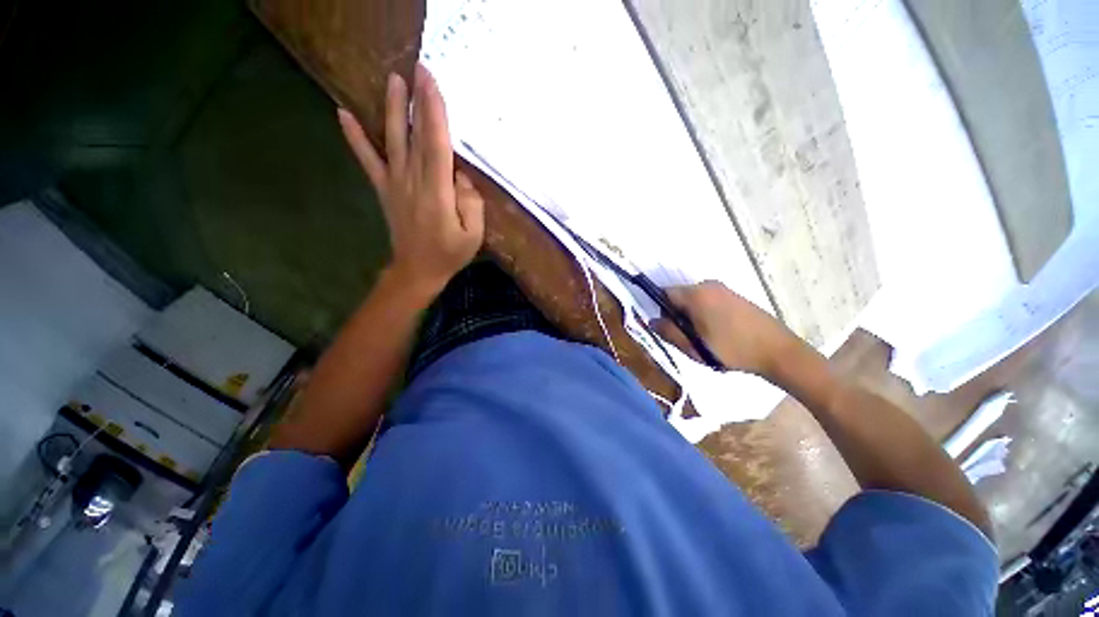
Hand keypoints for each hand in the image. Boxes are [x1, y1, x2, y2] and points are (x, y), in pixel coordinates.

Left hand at [338, 63, 483, 295]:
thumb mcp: (473, 235)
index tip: (432, 83)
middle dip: (417, 101)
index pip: (437, 145)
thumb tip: (459, 175)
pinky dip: (355, 138)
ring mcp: (395, 184)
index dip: (435, 112)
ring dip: (392, 109)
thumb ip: (470, 203)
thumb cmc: (450, 253)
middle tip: (418, 69)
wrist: (418, 270)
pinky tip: (342, 114)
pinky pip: (368, 161)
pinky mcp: (384, 190)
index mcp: (437, 193)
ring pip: (393, 141)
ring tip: (392, 80)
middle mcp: (413, 182)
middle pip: (416, 136)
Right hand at [651, 281, 805, 377]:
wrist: (779, 352)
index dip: (661, 311)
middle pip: (679, 296)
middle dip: (677, 315)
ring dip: (691, 316)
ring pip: (693, 300)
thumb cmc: (731, 350)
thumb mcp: (694, 347)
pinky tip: (718, 333)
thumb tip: (652, 321)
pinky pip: (708, 301)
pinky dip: (704, 314)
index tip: (669, 329)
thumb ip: (669, 332)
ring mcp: (723, 289)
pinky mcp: (734, 296)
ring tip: (704, 338)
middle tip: (687, 338)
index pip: (664, 293)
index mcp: (696, 294)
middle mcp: (708, 285)